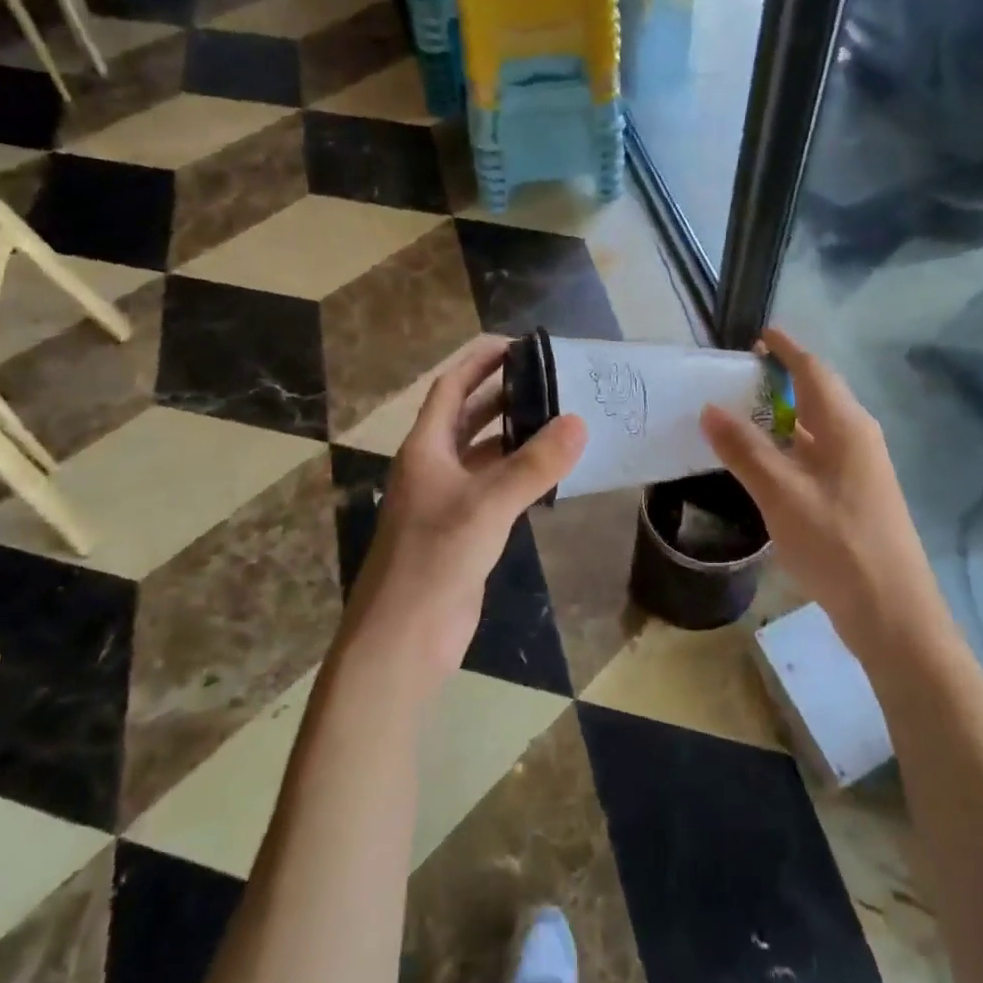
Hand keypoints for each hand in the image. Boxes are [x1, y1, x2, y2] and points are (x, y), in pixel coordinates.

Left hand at [339, 336, 585, 700]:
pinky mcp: (465, 531)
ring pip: (485, 454)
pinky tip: (552, 474)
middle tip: (553, 380)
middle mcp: (434, 466)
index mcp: (426, 448)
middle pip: (469, 416)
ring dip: (517, 436)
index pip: (451, 387)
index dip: (480, 361)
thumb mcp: (486, 505)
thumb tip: (579, 422)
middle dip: (505, 394)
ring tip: (562, 419)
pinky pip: (496, 489)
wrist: (403, 638)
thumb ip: (533, 465)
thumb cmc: (434, 560)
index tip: (520, 344)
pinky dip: (521, 476)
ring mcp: (448, 500)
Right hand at [699, 328, 952, 663]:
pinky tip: (764, 463)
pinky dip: (789, 446)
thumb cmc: (836, 543)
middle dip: (781, 379)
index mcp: (846, 426)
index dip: (786, 349)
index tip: (758, 334)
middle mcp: (858, 438)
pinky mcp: (855, 496)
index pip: (813, 369)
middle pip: (818, 394)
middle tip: (737, 376)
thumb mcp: (781, 493)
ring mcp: (860, 469)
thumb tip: (709, 408)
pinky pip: (817, 454)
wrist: (891, 612)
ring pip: (816, 427)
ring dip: (782, 415)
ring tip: (741, 413)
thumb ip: (744, 449)